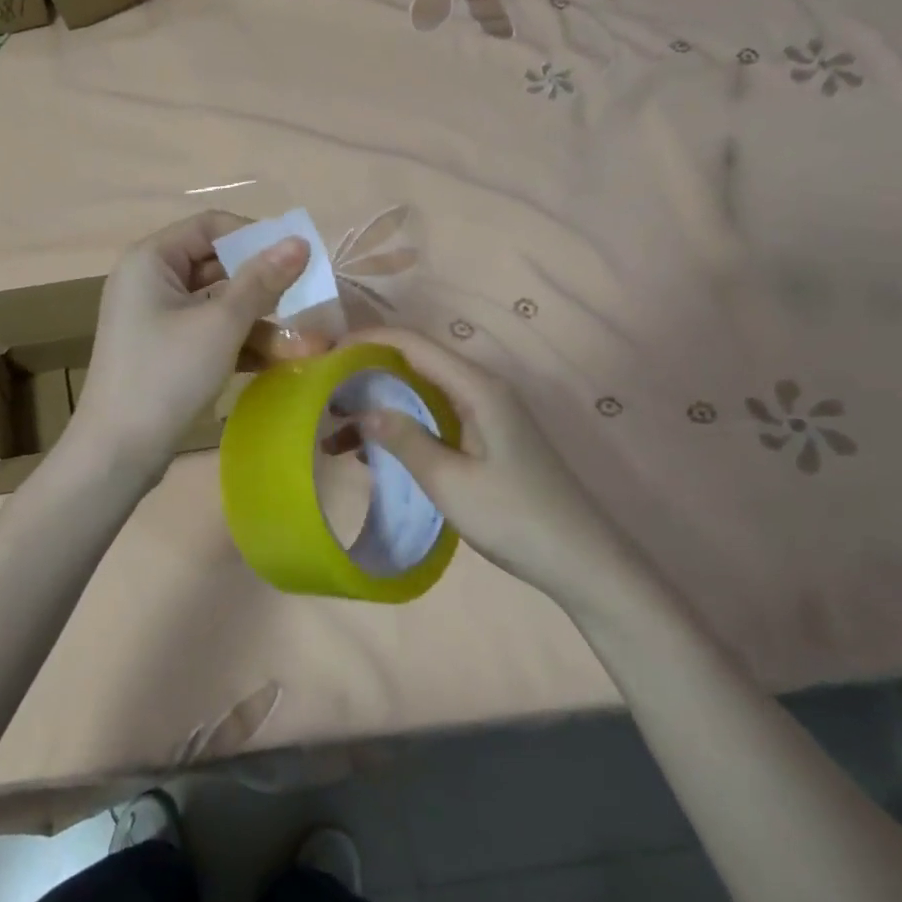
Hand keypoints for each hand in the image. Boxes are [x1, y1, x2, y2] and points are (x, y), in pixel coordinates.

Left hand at [71, 212, 326, 477]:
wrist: (118, 451)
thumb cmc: (166, 376)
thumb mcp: (220, 324)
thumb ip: (261, 281)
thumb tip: (298, 242)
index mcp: (151, 260)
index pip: (210, 226)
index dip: (255, 237)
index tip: (297, 258)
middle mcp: (150, 281)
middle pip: (217, 266)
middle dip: (264, 287)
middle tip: (308, 299)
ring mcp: (156, 318)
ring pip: (218, 305)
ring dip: (259, 321)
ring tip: (307, 344)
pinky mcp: (165, 351)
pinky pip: (209, 333)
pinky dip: (240, 343)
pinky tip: (279, 361)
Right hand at [335, 328, 642, 606]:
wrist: (580, 559)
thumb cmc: (514, 517)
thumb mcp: (449, 481)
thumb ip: (404, 439)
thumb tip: (363, 409)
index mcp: (477, 387)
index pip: (412, 344)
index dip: (366, 341)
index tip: (324, 355)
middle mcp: (481, 389)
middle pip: (414, 364)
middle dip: (365, 375)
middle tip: (321, 397)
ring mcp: (485, 413)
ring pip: (420, 394)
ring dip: (380, 407)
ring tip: (334, 432)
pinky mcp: (485, 437)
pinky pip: (433, 418)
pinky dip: (401, 428)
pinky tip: (371, 453)